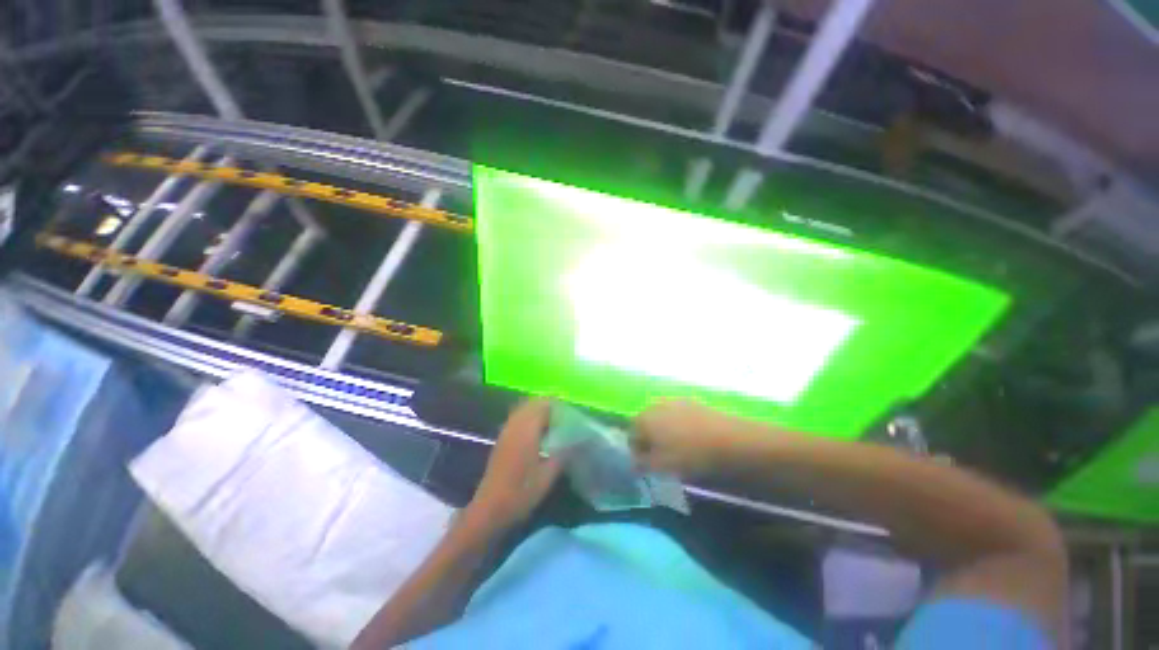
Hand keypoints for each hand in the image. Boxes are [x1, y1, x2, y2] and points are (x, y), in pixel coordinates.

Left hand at [467, 399, 562, 529]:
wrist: (490, 509)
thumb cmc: (521, 492)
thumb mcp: (548, 475)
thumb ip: (564, 453)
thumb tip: (581, 440)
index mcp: (527, 430)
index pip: (543, 405)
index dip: (558, 404)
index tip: (571, 411)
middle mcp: (515, 425)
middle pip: (532, 403)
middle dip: (548, 405)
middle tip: (564, 416)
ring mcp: (506, 431)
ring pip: (523, 409)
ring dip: (538, 411)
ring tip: (553, 422)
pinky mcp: (502, 439)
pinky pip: (517, 418)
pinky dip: (529, 418)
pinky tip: (538, 432)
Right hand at [631, 399, 747, 476]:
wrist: (728, 440)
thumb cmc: (688, 454)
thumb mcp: (660, 466)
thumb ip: (641, 464)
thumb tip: (632, 463)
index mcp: (643, 418)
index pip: (630, 434)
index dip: (635, 451)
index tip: (644, 465)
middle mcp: (655, 405)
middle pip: (644, 423)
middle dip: (647, 439)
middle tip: (658, 457)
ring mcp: (674, 401)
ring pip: (660, 418)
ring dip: (662, 431)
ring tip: (674, 448)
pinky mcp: (691, 403)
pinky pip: (676, 415)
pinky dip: (677, 426)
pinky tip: (688, 439)